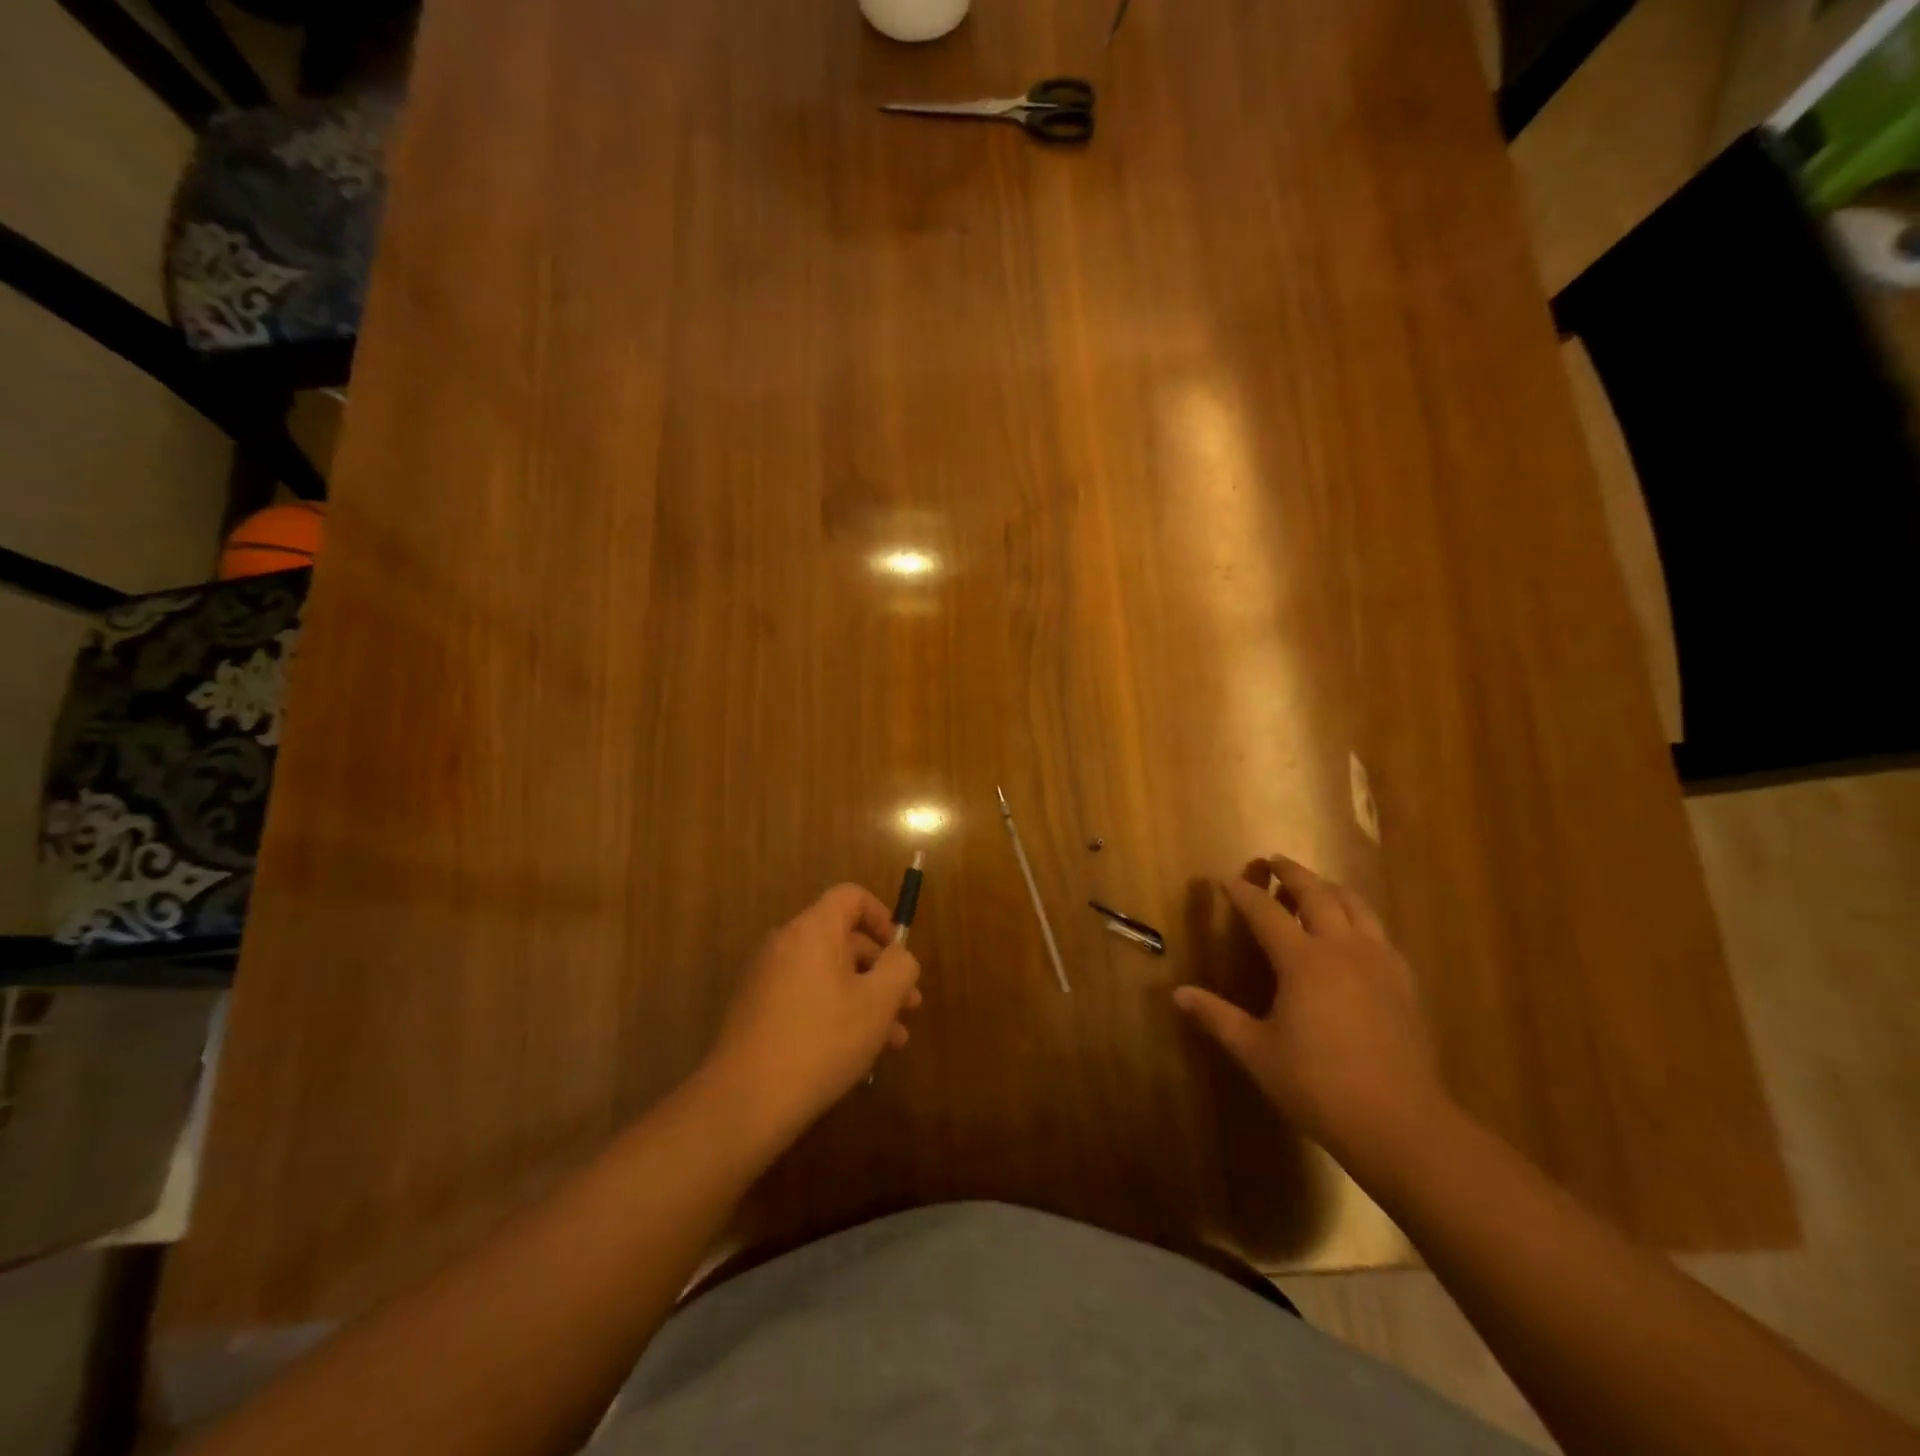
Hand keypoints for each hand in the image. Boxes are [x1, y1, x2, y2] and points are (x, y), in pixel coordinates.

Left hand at [703, 883, 922, 1144]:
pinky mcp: (757, 1010)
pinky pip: (806, 995)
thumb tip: (899, 956)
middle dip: (881, 970)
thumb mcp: (879, 1002)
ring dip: (864, 998)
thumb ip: (900, 967)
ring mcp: (766, 977)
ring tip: (892, 1041)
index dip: (882, 917)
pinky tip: (855, 1053)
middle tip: (909, 1007)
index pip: (851, 896)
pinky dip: (835, 1011)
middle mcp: (785, 943)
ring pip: (828, 974)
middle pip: (842, 939)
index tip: (900, 953)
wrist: (746, 1100)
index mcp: (813, 930)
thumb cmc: (823, 1040)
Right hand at [1174, 855, 1445, 1169]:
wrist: (1401, 1123)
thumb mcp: (1257, 1052)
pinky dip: (1359, 918)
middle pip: (1318, 894)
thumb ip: (1217, 1017)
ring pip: (1356, 906)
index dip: (1242, 892)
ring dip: (1330, 888)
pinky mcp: (1404, 982)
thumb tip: (1178, 994)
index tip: (1223, 879)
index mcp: (1303, 961)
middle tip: (1274, 861)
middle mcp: (1342, 949)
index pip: (1265, 911)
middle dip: (1292, 873)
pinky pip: (1379, 932)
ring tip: (1316, 885)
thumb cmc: (1319, 1085)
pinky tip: (1354, 934)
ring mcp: (1379, 963)